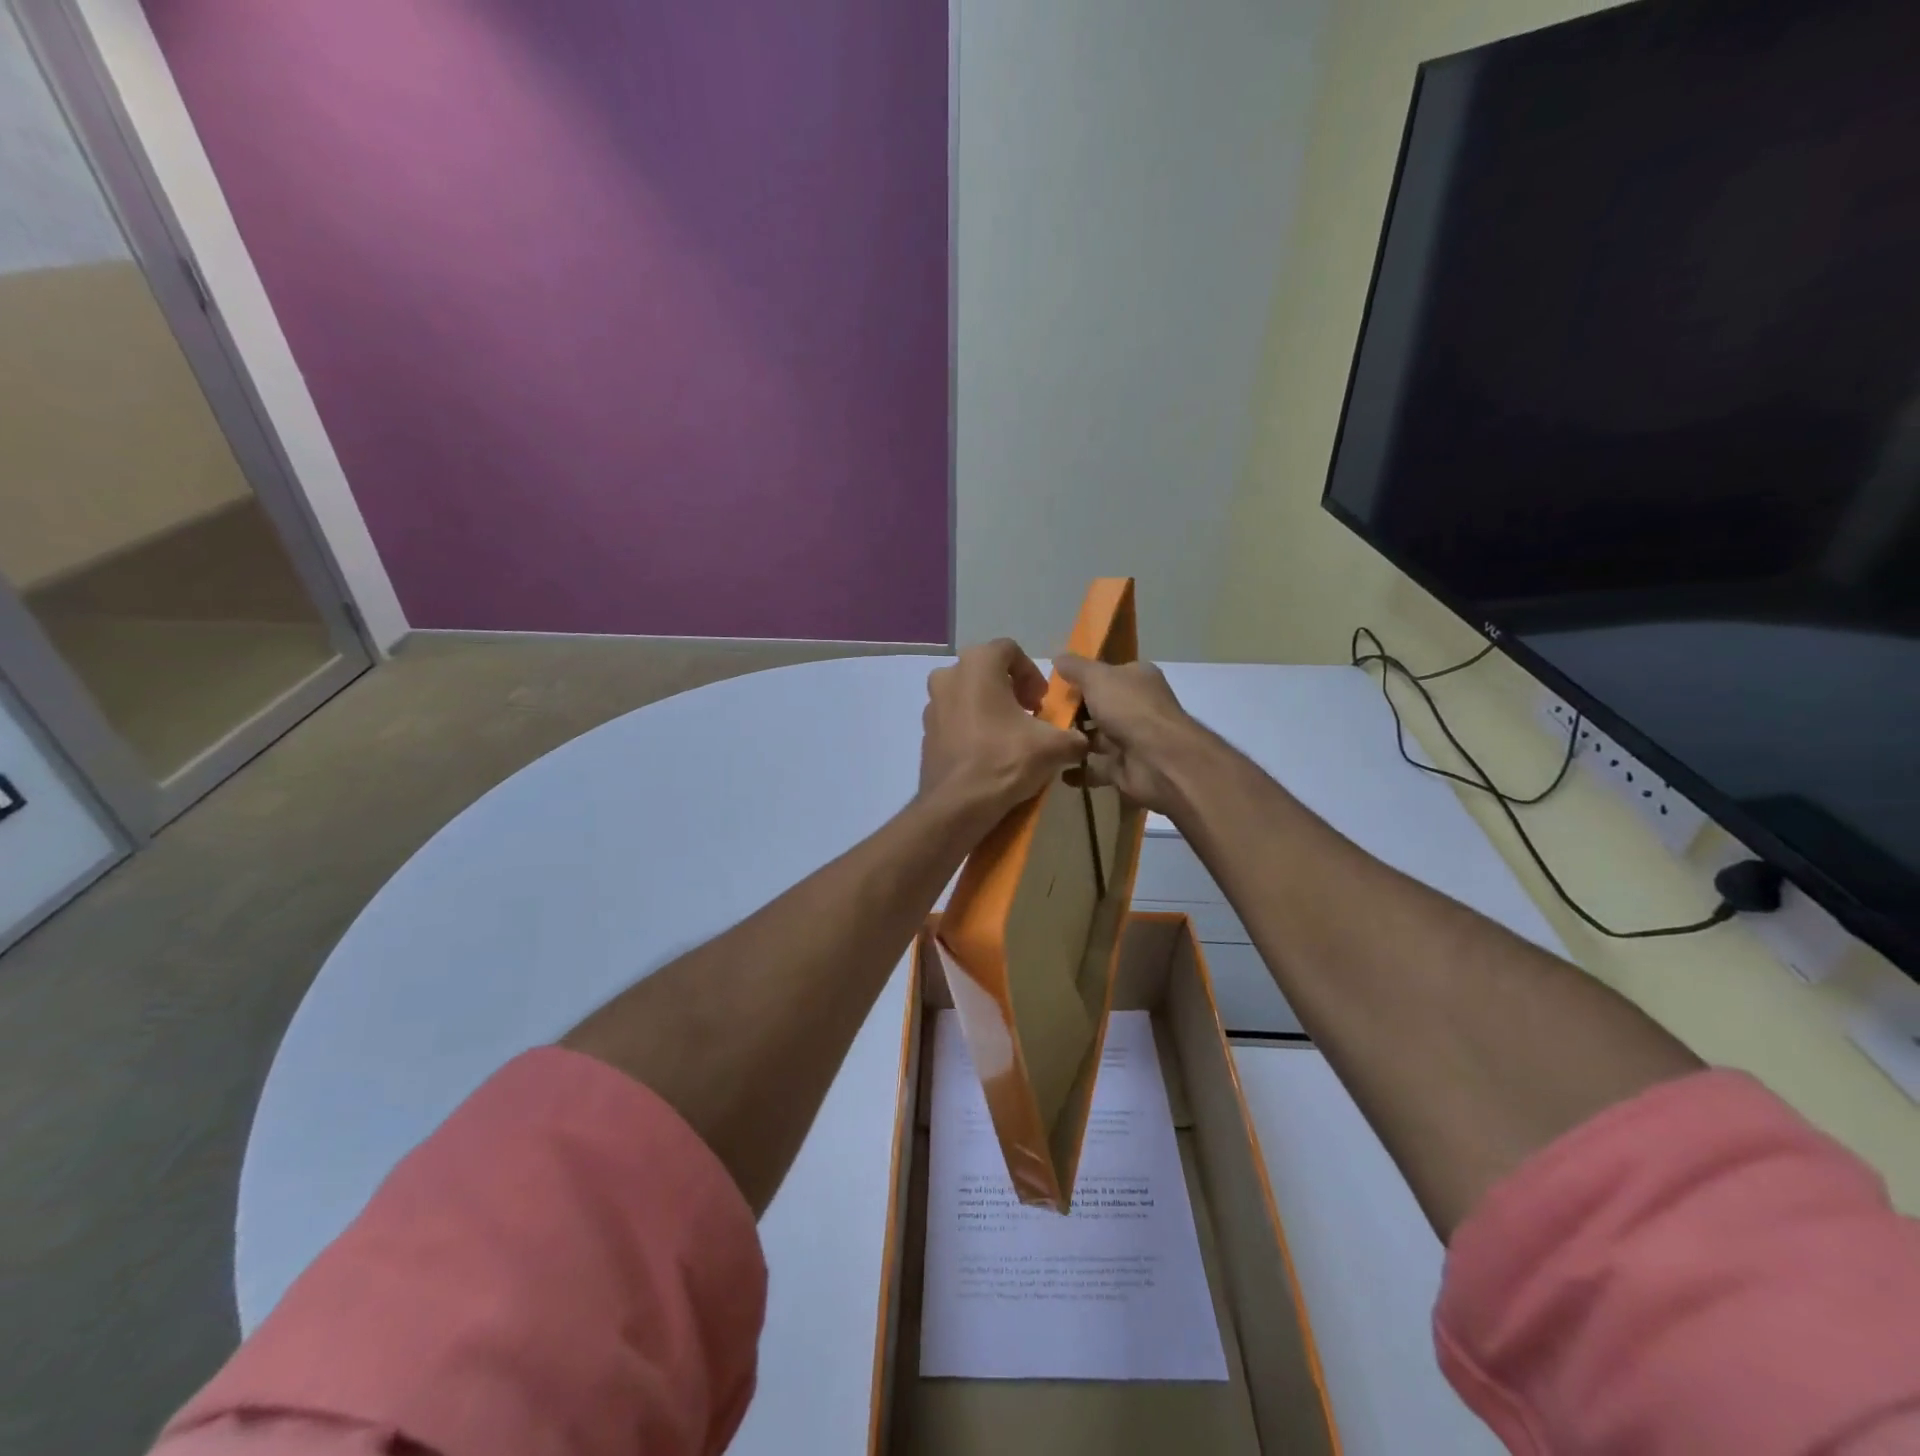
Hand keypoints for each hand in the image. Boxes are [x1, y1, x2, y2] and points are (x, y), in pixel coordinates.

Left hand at [919, 640, 1086, 826]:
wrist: (957, 806)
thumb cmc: (1004, 760)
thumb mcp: (1052, 747)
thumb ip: (1073, 737)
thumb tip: (1082, 742)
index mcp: (977, 665)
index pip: (1010, 650)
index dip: (1031, 673)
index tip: (1041, 702)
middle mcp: (948, 676)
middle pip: (986, 671)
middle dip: (1011, 690)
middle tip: (1029, 716)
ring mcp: (932, 705)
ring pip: (968, 695)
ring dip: (991, 708)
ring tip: (1011, 737)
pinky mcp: (926, 733)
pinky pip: (955, 720)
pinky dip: (972, 728)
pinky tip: (989, 754)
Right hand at [1054, 654, 1206, 815]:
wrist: (1157, 759)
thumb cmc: (1128, 708)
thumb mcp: (1097, 677)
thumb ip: (1076, 668)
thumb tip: (1058, 657)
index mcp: (1137, 678)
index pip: (1108, 673)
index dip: (1083, 677)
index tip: (1054, 685)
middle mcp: (1137, 706)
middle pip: (1100, 706)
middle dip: (1074, 712)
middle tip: (1041, 715)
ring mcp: (1132, 738)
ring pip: (1097, 738)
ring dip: (1074, 741)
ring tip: (1044, 741)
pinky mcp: (1125, 767)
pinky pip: (1097, 768)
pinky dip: (1079, 771)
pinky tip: (1056, 769)